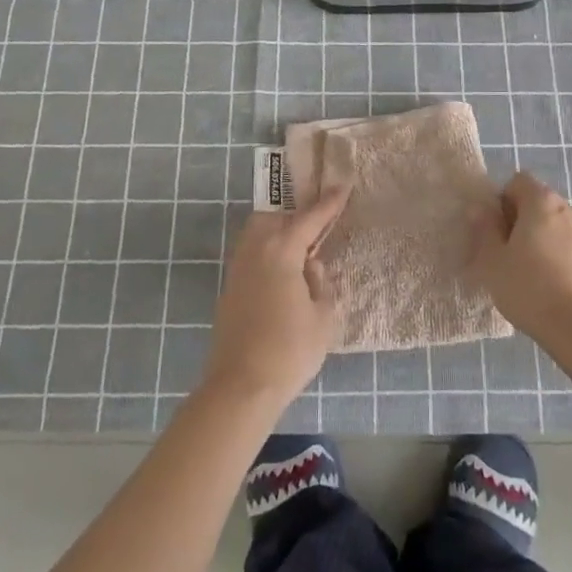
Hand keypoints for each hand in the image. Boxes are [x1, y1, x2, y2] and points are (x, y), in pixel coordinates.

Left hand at [205, 188, 346, 409]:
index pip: (309, 218)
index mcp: (281, 250)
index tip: (342, 184)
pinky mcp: (229, 290)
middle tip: (317, 222)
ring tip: (301, 247)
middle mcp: (255, 251)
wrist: (241, 387)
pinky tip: (283, 272)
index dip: (329, 202)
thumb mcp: (323, 317)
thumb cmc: (289, 350)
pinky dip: (268, 252)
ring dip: (278, 231)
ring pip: (258, 234)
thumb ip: (321, 283)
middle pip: (274, 217)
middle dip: (294, 214)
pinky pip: (251, 254)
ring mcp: (238, 270)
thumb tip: (311, 267)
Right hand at [469, 171, 571, 343]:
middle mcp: (569, 209)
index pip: (518, 182)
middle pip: (539, 202)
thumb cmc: (529, 289)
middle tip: (507, 254)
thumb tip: (480, 209)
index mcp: (542, 202)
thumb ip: (484, 229)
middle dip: (521, 221)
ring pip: (556, 226)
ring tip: (530, 274)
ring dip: (542, 239)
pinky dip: (560, 257)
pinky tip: (551, 286)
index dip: (502, 201)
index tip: (496, 231)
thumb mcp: (492, 261)